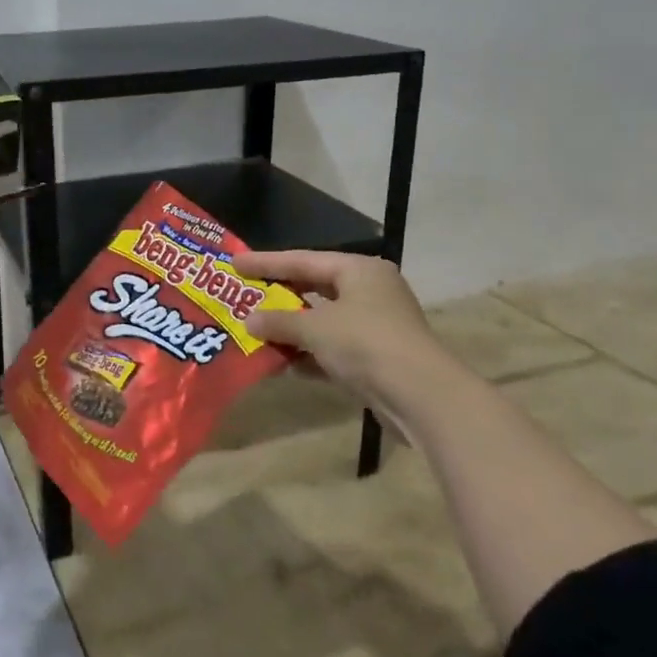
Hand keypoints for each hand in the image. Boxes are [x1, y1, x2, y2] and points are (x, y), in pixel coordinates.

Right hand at [233, 250, 469, 423]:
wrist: (421, 396)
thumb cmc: (365, 343)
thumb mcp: (315, 328)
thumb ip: (279, 322)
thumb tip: (249, 321)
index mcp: (359, 271)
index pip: (303, 259)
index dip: (266, 262)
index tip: (234, 263)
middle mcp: (370, 292)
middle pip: (314, 288)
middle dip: (279, 296)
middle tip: (243, 294)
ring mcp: (375, 326)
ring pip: (323, 321)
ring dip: (291, 330)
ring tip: (255, 331)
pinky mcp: (376, 358)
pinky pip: (332, 349)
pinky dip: (309, 354)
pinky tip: (283, 364)